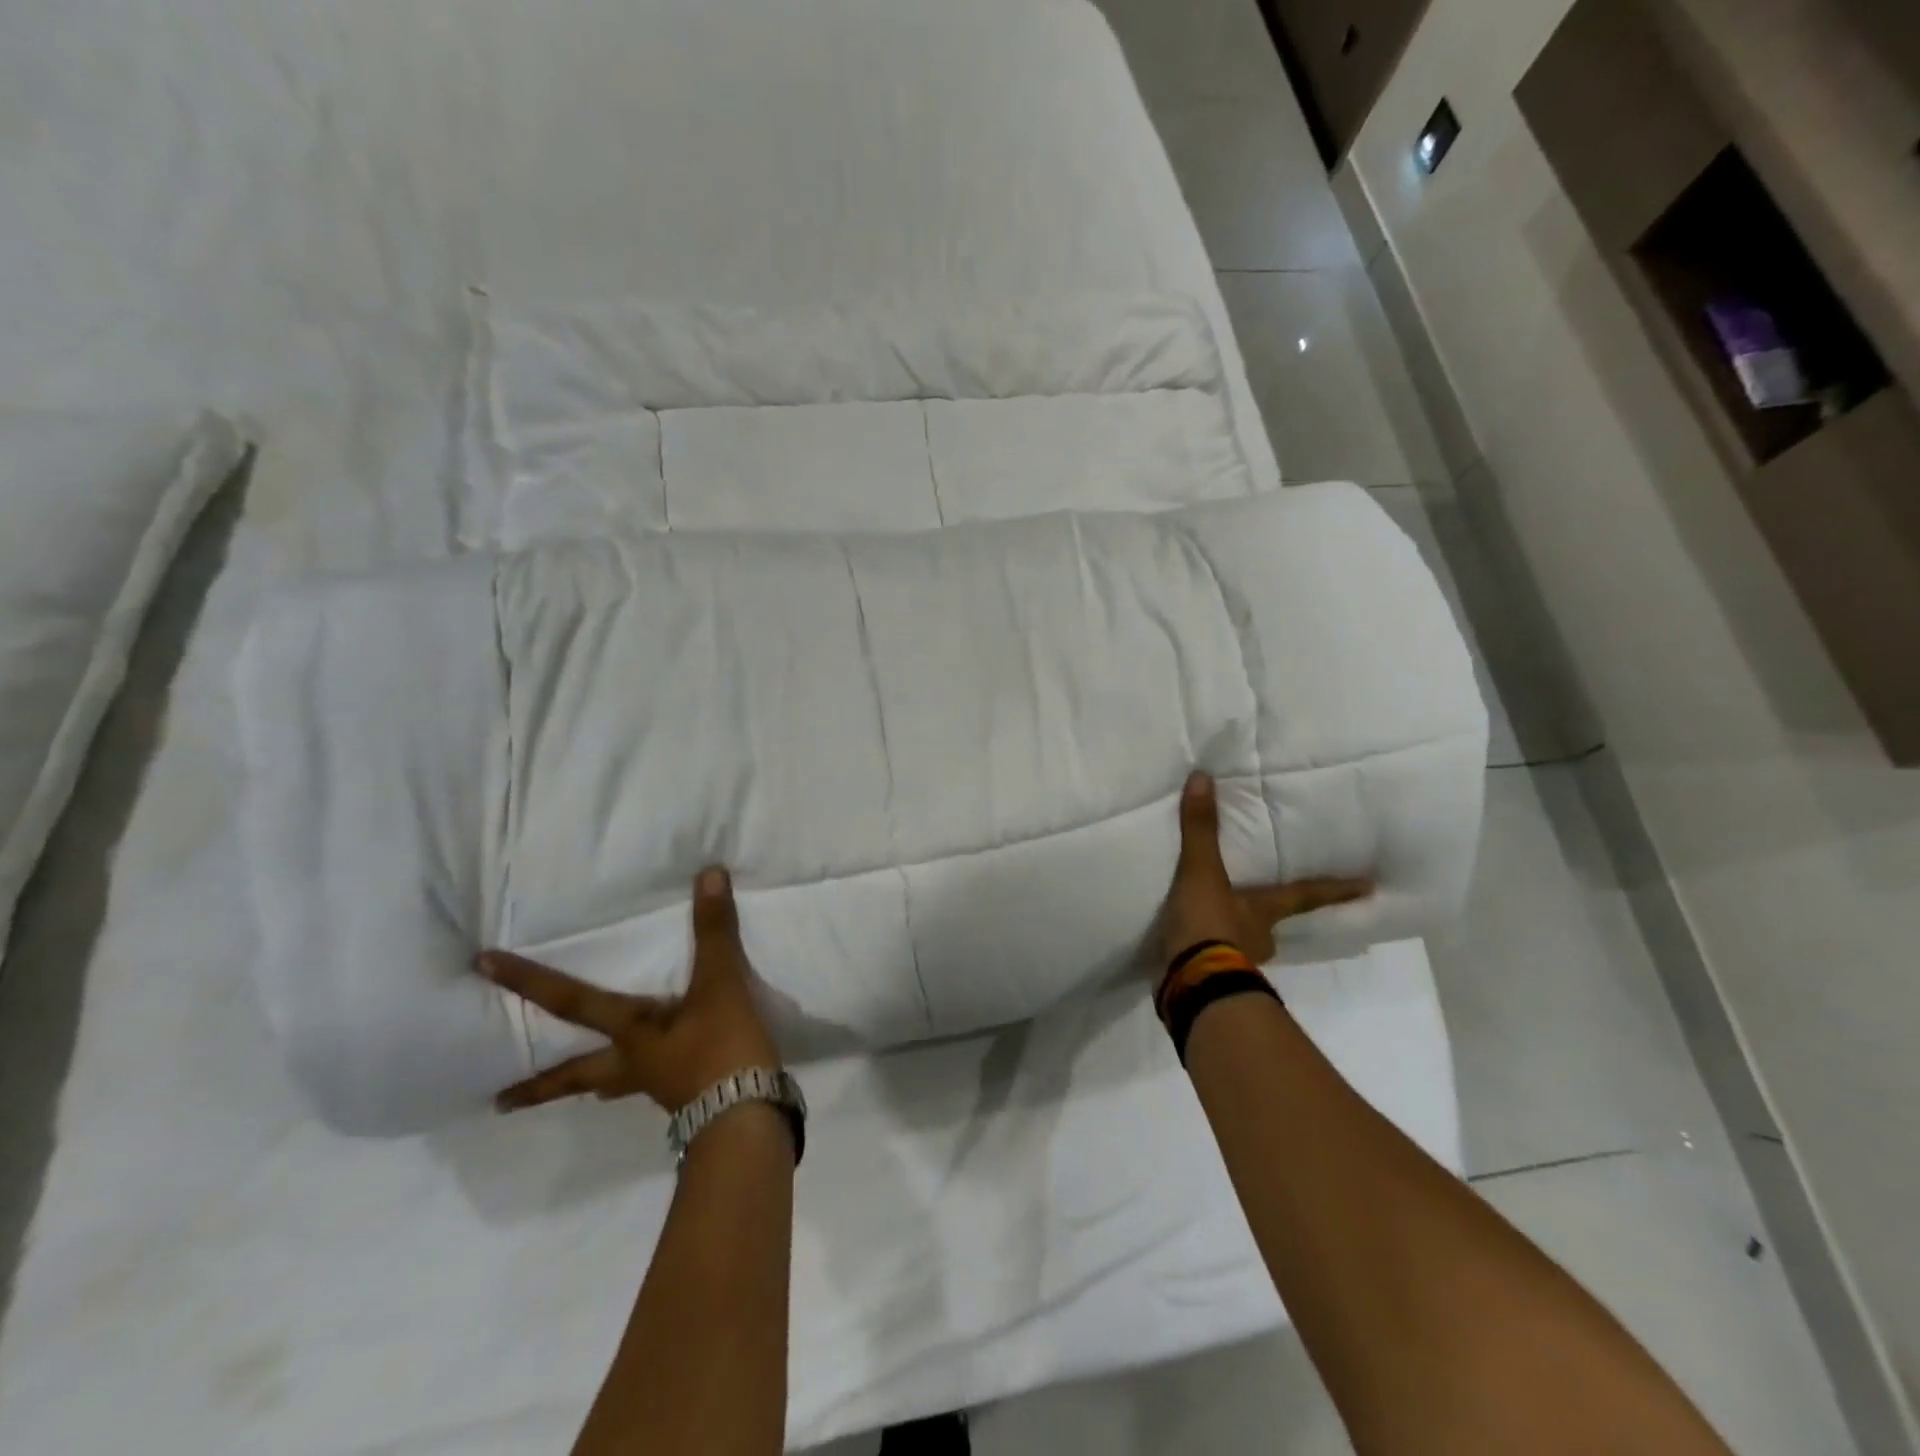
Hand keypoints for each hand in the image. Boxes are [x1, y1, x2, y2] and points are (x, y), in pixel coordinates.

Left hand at [480, 866, 779, 1113]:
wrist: (748, 1117)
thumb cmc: (722, 1049)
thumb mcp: (720, 984)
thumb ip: (713, 931)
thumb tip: (708, 874)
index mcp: (631, 1033)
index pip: (571, 1001)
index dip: (529, 981)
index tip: (482, 967)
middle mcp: (634, 1063)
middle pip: (577, 1073)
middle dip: (540, 1085)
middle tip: (500, 1103)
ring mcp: (659, 1085)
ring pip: (612, 1085)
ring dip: (591, 1085)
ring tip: (585, 1090)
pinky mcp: (689, 1097)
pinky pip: (653, 1086)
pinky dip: (643, 1082)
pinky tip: (659, 1079)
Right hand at [1159, 772, 1373, 967]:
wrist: (1189, 984)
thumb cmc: (1208, 926)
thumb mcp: (1201, 873)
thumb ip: (1201, 830)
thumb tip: (1203, 778)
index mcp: (1263, 911)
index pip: (1305, 895)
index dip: (1335, 889)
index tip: (1371, 888)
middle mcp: (1258, 938)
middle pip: (1272, 922)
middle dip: (1268, 914)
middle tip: (1262, 904)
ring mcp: (1236, 964)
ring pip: (1241, 943)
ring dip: (1233, 935)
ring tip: (1214, 921)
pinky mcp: (1210, 982)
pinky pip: (1211, 960)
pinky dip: (1204, 952)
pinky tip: (1189, 945)